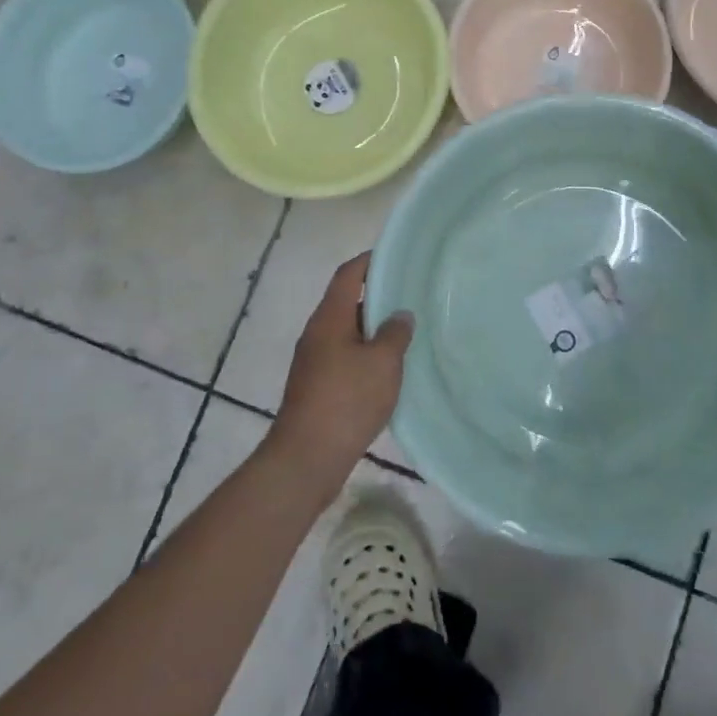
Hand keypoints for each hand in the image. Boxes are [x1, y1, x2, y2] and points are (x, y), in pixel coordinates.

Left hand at [268, 253, 413, 499]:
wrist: (306, 458)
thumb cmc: (347, 400)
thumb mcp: (383, 363)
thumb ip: (395, 333)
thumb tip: (400, 315)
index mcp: (330, 318)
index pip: (348, 275)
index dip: (369, 261)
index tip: (394, 256)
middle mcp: (317, 333)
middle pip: (347, 302)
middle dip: (377, 297)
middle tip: (410, 297)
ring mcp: (313, 361)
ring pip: (346, 333)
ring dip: (372, 330)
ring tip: (405, 335)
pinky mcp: (315, 386)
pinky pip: (344, 357)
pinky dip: (365, 355)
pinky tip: (387, 371)